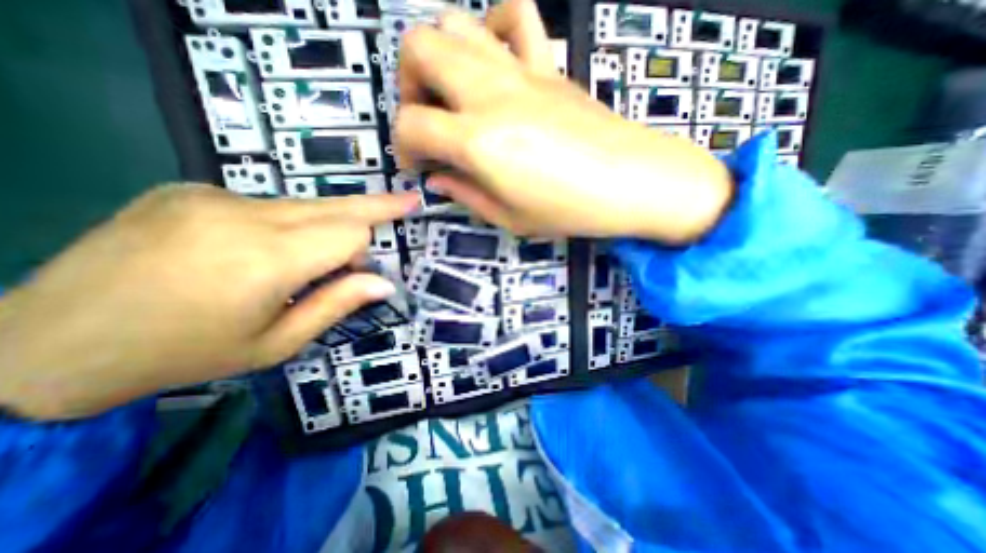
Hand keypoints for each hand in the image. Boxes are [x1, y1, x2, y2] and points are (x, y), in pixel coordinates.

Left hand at [0, 186, 418, 417]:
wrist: (45, 343)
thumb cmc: (185, 353)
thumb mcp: (276, 343)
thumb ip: (337, 305)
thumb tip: (385, 283)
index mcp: (265, 260)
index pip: (349, 232)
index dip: (364, 251)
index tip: (360, 273)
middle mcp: (242, 215)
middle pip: (335, 204)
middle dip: (376, 205)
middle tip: (408, 199)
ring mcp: (211, 195)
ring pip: (305, 204)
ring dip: (325, 225)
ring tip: (317, 254)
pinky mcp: (190, 189)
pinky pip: (268, 204)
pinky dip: (286, 224)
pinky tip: (260, 250)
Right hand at [397, 1, 731, 242]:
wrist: (631, 182)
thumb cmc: (569, 210)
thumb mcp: (509, 218)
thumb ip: (466, 195)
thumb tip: (439, 180)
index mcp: (478, 141)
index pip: (411, 124)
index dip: (403, 146)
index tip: (418, 165)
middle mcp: (490, 94)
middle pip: (418, 48)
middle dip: (409, 85)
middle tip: (428, 121)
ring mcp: (521, 70)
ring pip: (455, 23)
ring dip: (440, 55)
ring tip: (454, 94)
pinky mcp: (549, 65)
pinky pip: (515, 16)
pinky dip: (492, 30)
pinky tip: (495, 62)